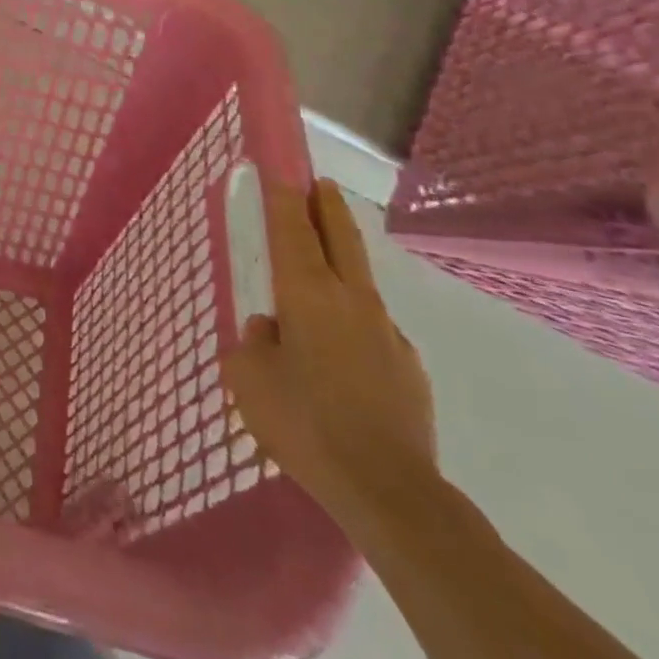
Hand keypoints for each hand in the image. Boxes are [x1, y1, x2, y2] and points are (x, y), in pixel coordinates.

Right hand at [224, 179, 437, 532]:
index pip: (292, 227)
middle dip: (327, 205)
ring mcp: (387, 332)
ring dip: (341, 268)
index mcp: (307, 292)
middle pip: (341, 236)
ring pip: (360, 283)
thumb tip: (273, 331)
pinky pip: (373, 332)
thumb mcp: (249, 378)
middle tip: (320, 183)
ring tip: (317, 292)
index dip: (283, 194)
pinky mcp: (409, 368)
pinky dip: (353, 328)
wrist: (390, 492)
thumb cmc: (304, 422)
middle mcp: (351, 300)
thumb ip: (254, 342)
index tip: (281, 166)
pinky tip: (341, 363)